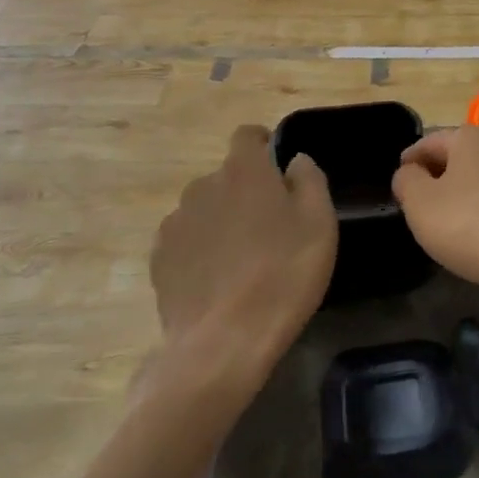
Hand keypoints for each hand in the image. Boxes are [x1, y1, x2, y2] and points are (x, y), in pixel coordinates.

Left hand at [150, 126, 335, 371]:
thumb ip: (310, 179)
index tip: (278, 168)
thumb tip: (295, 161)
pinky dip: (201, 250)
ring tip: (243, 259)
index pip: (247, 135)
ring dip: (222, 221)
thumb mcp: (319, 222)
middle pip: (226, 176)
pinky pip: (186, 241)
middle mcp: (202, 186)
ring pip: (204, 209)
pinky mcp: (159, 259)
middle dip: (246, 192)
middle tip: (270, 227)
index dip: (263, 145)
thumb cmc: (283, 273)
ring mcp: (175, 223)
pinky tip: (218, 281)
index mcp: (243, 170)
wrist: (224, 341)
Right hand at [391, 126, 478, 294]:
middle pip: (454, 160)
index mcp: (468, 137)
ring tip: (442, 225)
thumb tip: (409, 173)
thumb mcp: (421, 202)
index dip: (407, 164)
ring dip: (458, 197)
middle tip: (415, 207)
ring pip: (476, 182)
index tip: (397, 188)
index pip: (427, 143)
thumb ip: (406, 181)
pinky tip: (473, 238)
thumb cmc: (470, 224)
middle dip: (434, 179)